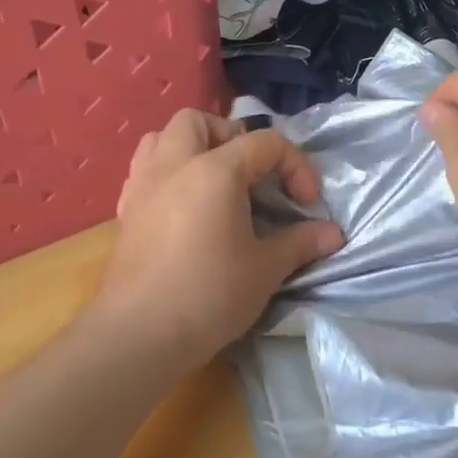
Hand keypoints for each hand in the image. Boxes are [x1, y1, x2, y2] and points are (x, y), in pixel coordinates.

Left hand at [91, 111, 343, 365]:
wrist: (138, 335)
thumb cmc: (209, 295)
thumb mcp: (265, 269)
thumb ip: (300, 243)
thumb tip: (332, 233)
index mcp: (215, 170)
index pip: (264, 142)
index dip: (294, 166)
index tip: (306, 203)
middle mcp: (175, 165)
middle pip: (199, 121)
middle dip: (231, 137)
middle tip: (251, 174)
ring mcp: (143, 186)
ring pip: (162, 137)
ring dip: (191, 147)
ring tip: (214, 181)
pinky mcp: (125, 211)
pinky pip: (144, 170)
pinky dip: (167, 173)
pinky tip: (183, 206)